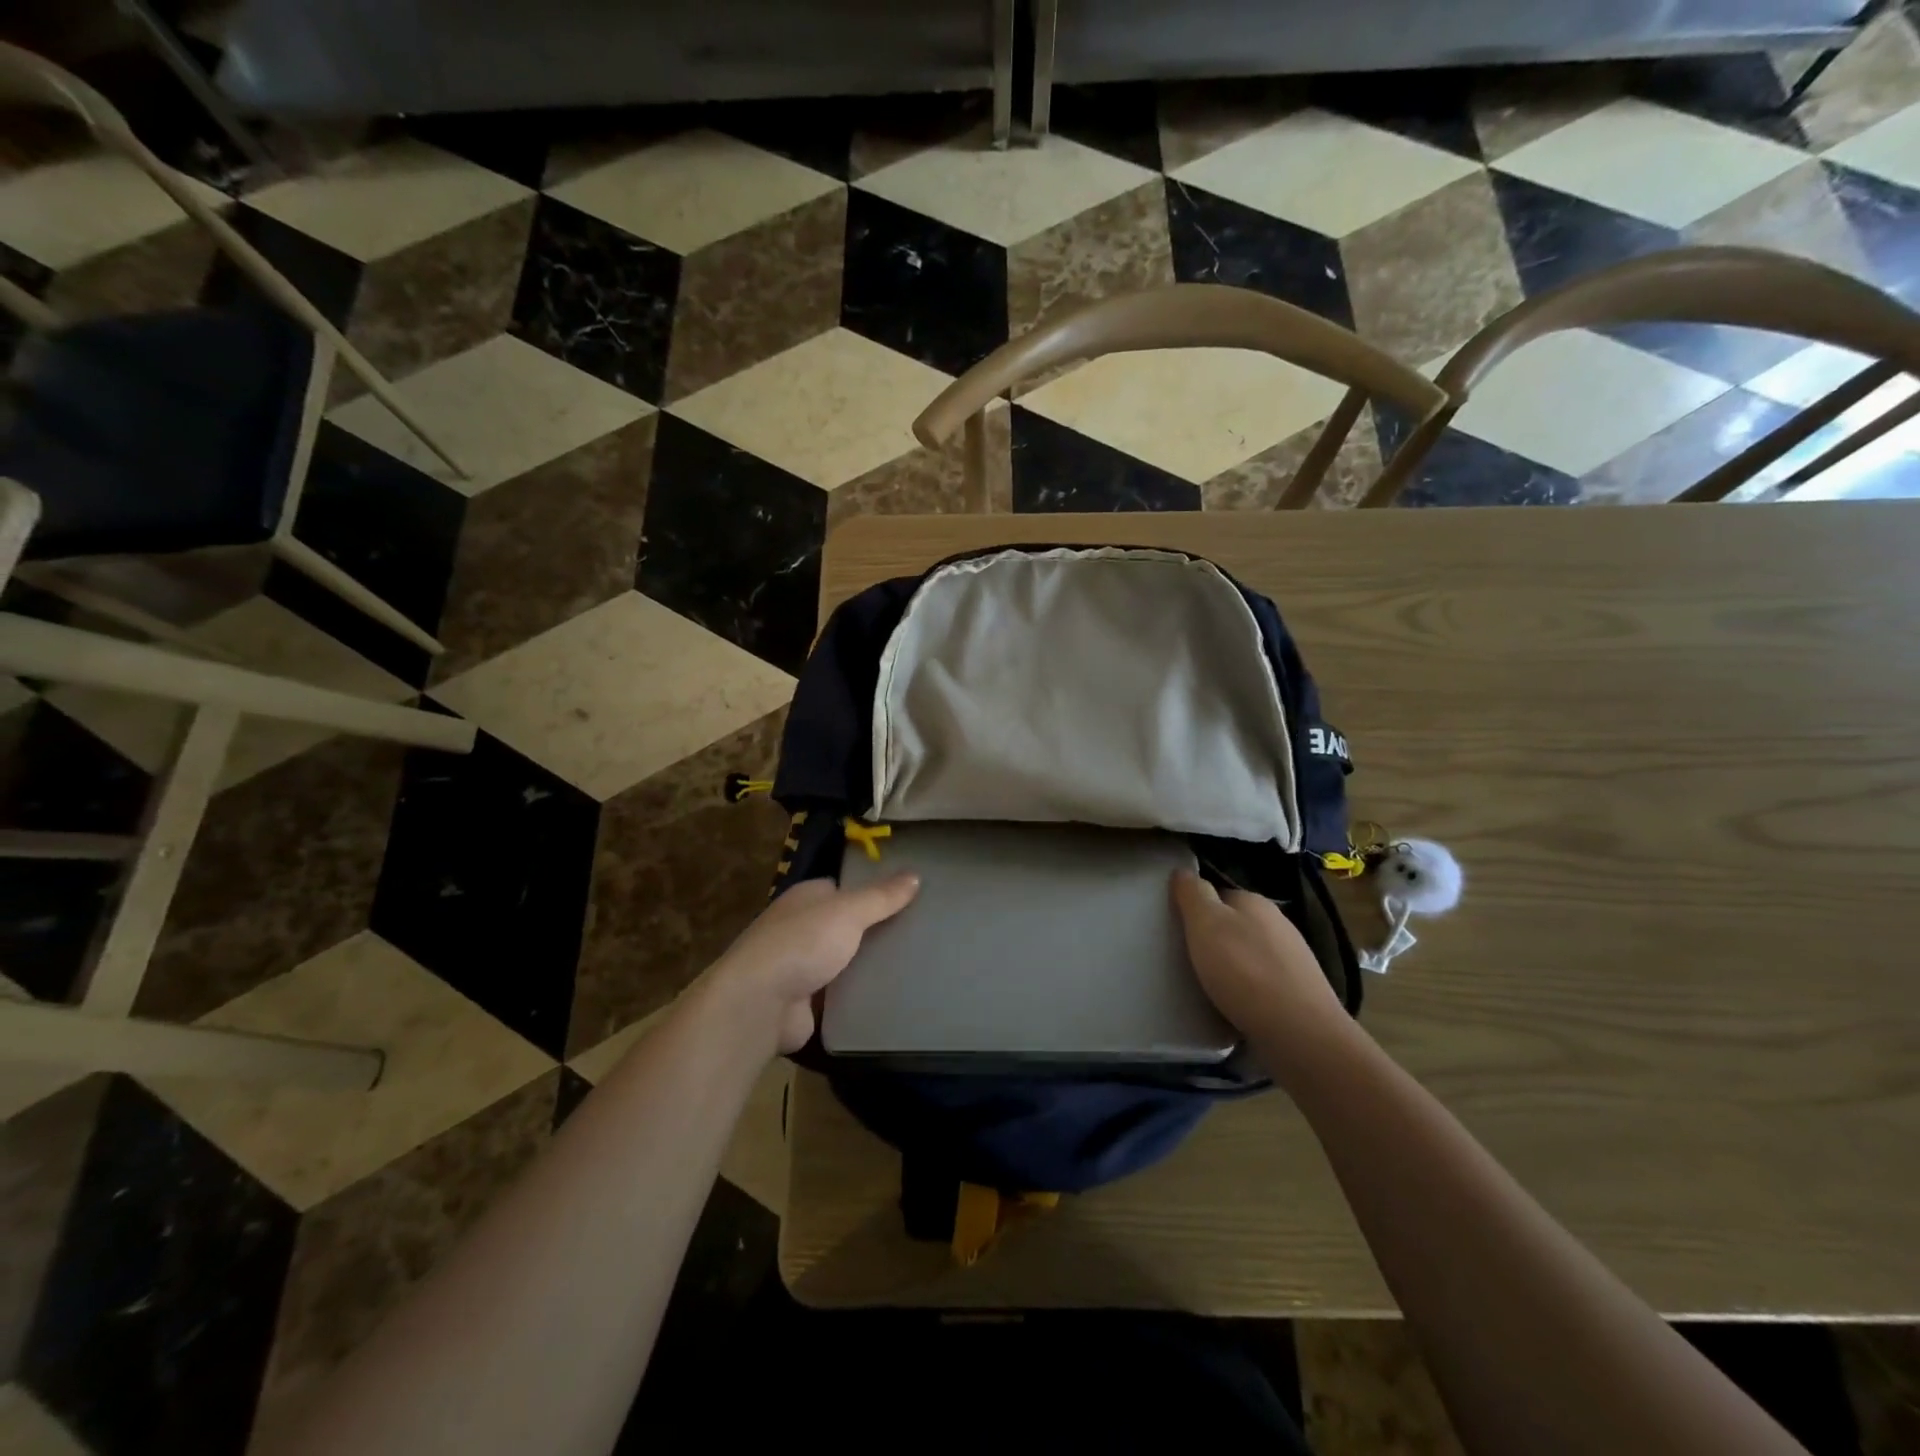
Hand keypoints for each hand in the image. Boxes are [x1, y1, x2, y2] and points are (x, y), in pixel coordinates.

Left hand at [709, 874, 920, 1053]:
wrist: (758, 1005)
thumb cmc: (801, 944)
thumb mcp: (848, 912)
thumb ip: (881, 896)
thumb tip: (915, 875)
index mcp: (805, 898)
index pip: (843, 888)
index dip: (872, 891)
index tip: (907, 898)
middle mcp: (799, 927)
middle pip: (844, 924)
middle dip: (873, 930)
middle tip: (917, 933)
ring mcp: (799, 966)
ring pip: (843, 959)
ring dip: (866, 964)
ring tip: (912, 964)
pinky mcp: (803, 1001)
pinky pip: (839, 992)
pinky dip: (858, 994)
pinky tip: (889, 994)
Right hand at [1171, 870, 1347, 1061]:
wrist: (1299, 1033)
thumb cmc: (1243, 970)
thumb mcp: (1205, 923)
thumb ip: (1193, 894)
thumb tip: (1183, 871)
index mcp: (1255, 902)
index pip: (1219, 893)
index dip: (1197, 908)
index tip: (1179, 929)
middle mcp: (1279, 924)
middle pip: (1236, 924)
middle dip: (1216, 938)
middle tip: (1190, 959)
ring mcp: (1294, 959)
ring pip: (1251, 953)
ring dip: (1233, 965)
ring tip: (1210, 985)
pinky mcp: (1300, 993)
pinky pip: (1264, 982)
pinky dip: (1249, 989)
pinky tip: (1236, 1005)